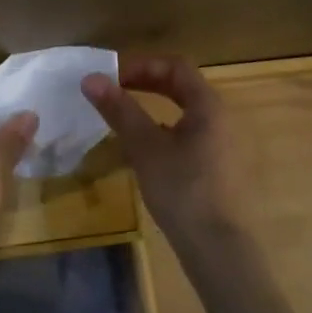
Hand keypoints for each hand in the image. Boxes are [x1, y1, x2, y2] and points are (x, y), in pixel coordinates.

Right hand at [82, 55, 243, 245]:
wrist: (218, 248)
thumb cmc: (182, 190)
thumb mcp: (145, 147)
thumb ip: (119, 110)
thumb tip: (91, 78)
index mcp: (208, 105)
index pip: (175, 66)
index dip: (141, 64)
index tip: (111, 76)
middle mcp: (219, 117)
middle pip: (180, 85)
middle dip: (145, 82)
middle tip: (113, 89)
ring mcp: (220, 142)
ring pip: (183, 110)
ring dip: (152, 104)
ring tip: (122, 114)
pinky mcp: (216, 165)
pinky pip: (187, 131)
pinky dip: (162, 127)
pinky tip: (142, 147)